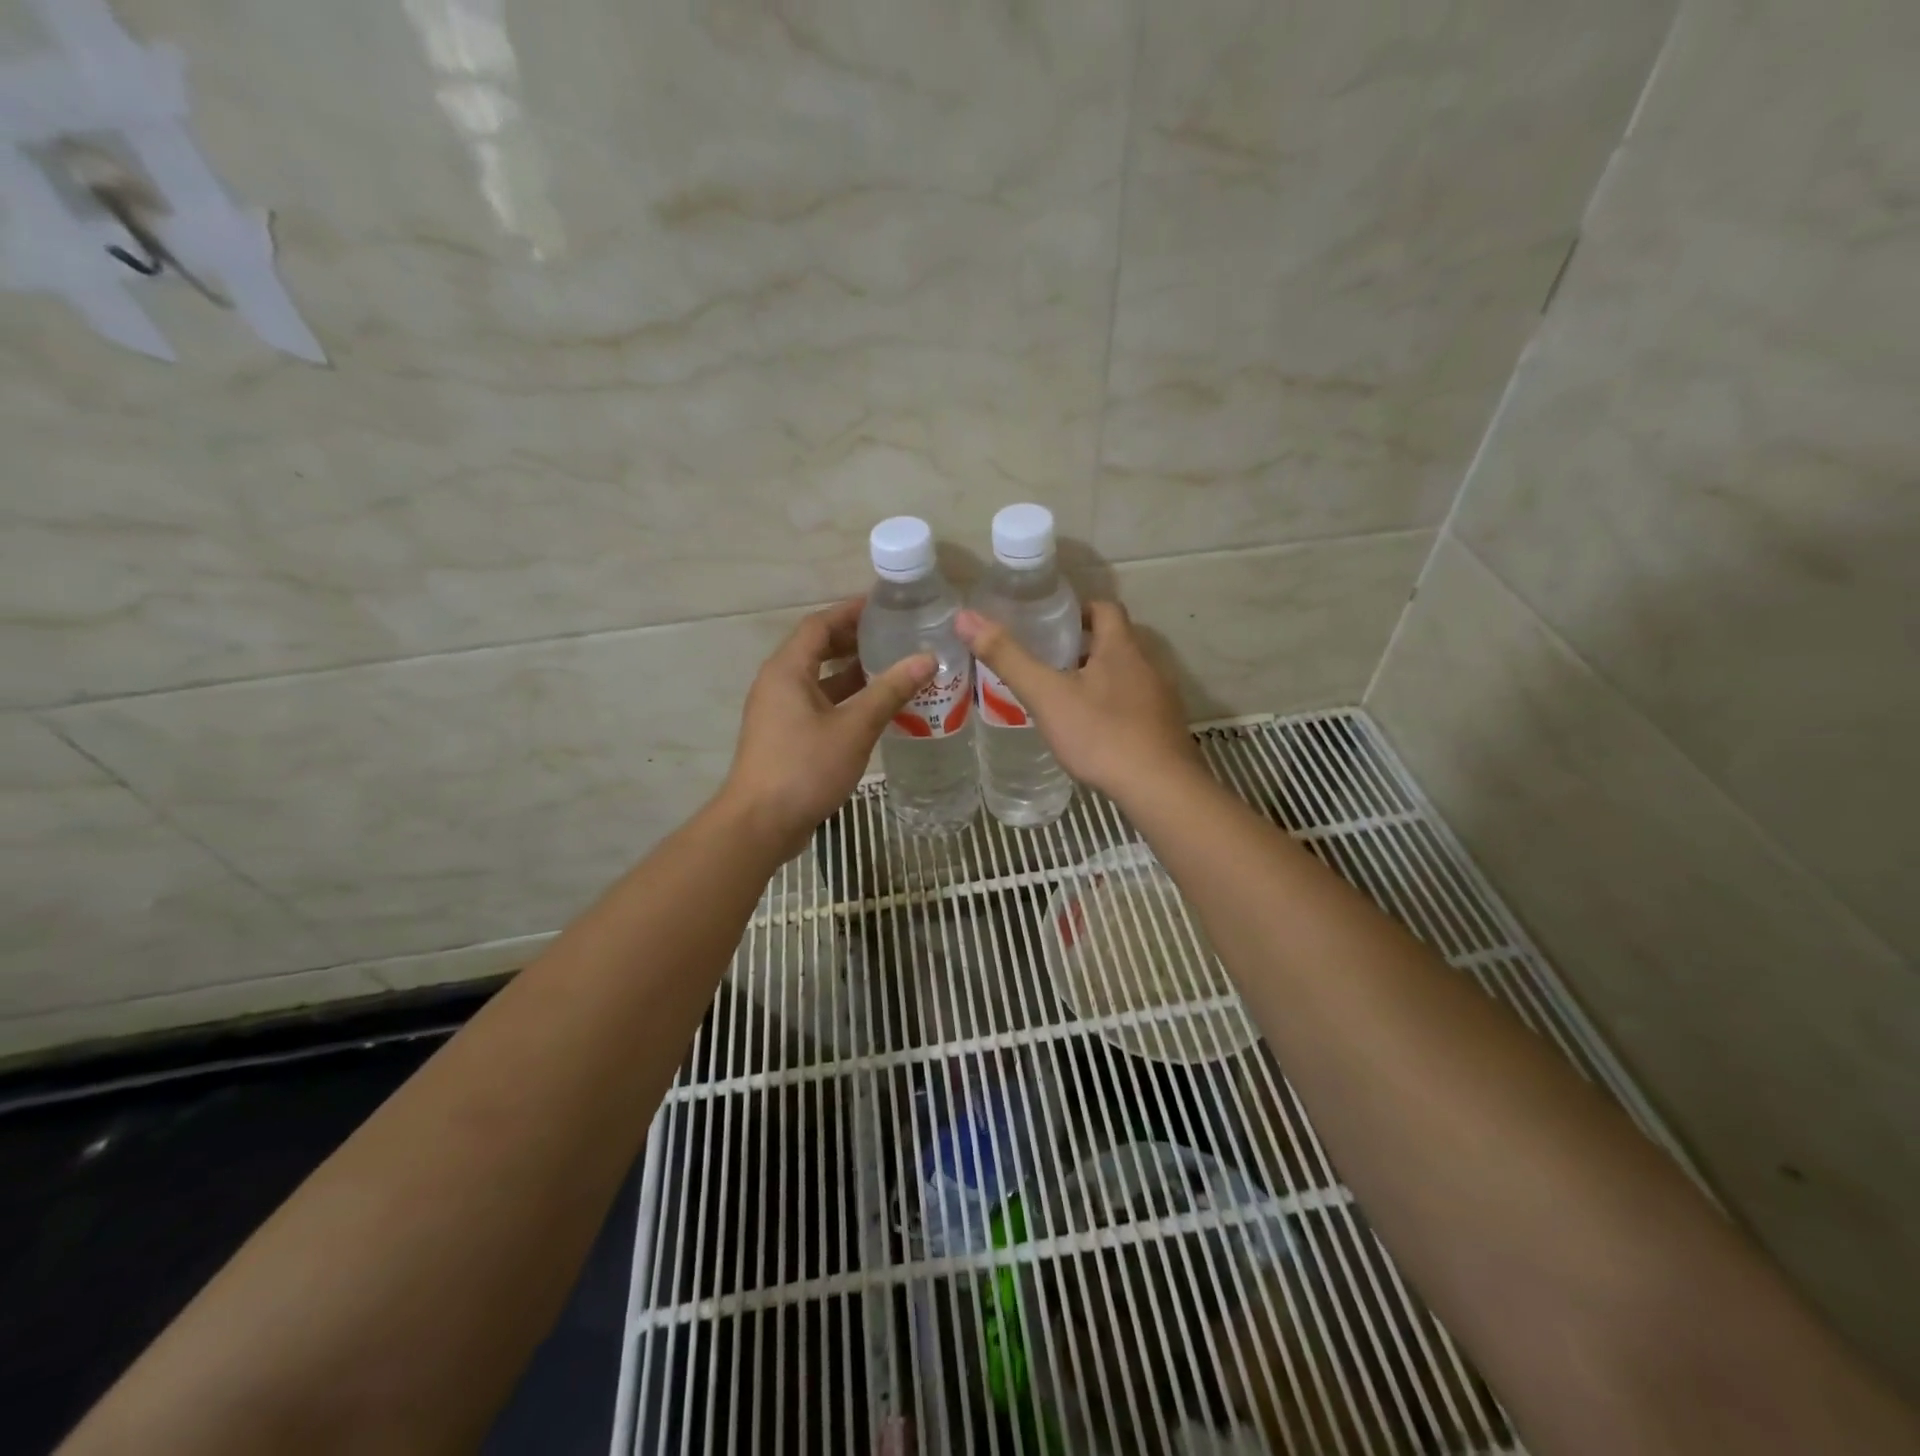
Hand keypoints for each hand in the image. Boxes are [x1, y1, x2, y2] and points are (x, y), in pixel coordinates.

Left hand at [719, 599, 933, 856]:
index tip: (885, 606)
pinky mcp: (785, 737)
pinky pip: (819, 704)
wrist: (761, 823)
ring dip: (852, 673)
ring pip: (819, 680)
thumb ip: (890, 690)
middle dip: (854, 640)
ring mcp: (779, 712)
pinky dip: (845, 700)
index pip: (819, 624)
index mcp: (787, 670)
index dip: (851, 611)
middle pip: (817, 649)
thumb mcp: (854, 726)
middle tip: (895, 636)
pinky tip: (876, 709)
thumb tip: (927, 658)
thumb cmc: (805, 767)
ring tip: (893, 668)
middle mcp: (778, 683)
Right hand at [955, 600, 1198, 799]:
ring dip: (1098, 680)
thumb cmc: (1100, 734)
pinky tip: (1092, 734)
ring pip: (1126, 677)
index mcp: (1121, 648)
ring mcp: (1160, 700)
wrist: (1159, 789)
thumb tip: (965, 617)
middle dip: (1083, 647)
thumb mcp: (1046, 695)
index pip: (1105, 609)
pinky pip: (1135, 707)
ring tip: (1063, 698)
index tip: (1051, 623)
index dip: (1079, 609)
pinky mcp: (1164, 730)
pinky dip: (1112, 709)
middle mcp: (1147, 666)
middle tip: (1047, 662)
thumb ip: (1007, 657)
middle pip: (1115, 643)